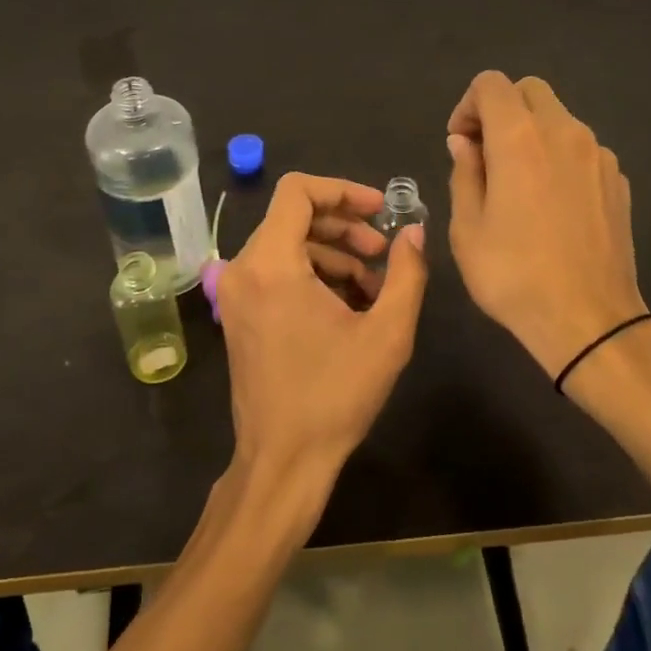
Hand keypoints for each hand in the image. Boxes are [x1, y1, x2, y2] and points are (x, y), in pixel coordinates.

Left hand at [216, 173, 428, 509]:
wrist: (283, 460)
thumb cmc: (335, 395)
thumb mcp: (387, 333)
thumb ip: (407, 272)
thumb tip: (414, 231)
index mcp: (271, 264)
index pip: (297, 191)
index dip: (342, 190)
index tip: (378, 210)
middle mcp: (243, 268)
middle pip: (293, 217)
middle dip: (343, 226)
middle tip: (382, 252)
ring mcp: (235, 293)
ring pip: (286, 244)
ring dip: (332, 253)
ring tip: (372, 286)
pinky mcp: (239, 313)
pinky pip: (276, 271)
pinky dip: (312, 274)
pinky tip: (347, 304)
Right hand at [445, 71, 648, 378]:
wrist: (589, 321)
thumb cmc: (514, 275)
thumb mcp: (467, 227)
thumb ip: (464, 172)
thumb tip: (465, 142)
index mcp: (520, 137)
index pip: (491, 84)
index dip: (468, 105)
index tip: (460, 142)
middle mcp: (564, 131)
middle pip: (529, 91)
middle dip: (501, 110)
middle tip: (484, 153)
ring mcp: (598, 154)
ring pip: (559, 118)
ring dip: (532, 133)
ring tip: (517, 182)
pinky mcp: (618, 179)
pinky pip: (581, 148)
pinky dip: (559, 156)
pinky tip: (550, 203)